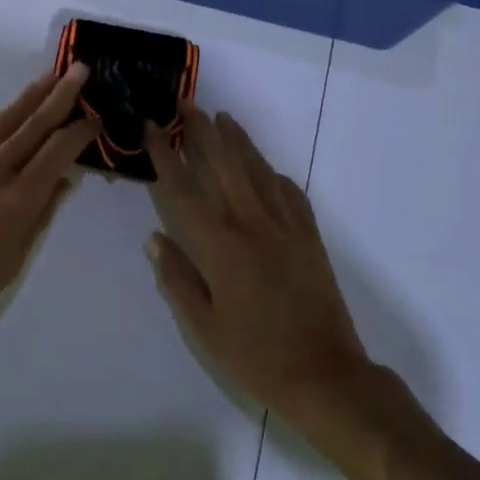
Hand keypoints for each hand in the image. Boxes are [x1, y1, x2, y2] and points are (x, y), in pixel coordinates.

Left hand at [0, 64, 98, 364]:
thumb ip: (42, 213)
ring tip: (51, 76)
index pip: (56, 152)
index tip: (97, 116)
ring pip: (3, 122)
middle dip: (59, 95)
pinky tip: (16, 111)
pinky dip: (4, 118)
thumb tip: (63, 179)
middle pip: (31, 125)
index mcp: (14, 201)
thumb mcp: (15, 259)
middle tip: (81, 70)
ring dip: (30, 97)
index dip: (79, 131)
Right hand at [145, 107, 371, 423]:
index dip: (166, 155)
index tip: (153, 127)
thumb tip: (155, 238)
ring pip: (259, 170)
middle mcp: (254, 224)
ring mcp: (286, 226)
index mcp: (222, 246)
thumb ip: (178, 278)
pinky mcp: (310, 236)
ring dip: (239, 141)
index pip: (185, 189)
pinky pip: (290, 193)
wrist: (326, 375)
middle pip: (225, 164)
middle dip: (204, 131)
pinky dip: (275, 175)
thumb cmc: (256, 356)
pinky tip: (267, 169)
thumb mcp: (205, 326)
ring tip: (223, 118)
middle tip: (187, 104)